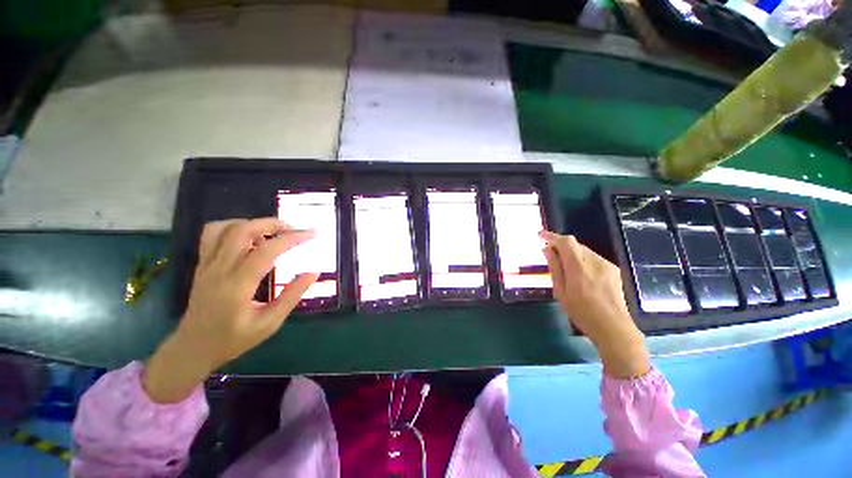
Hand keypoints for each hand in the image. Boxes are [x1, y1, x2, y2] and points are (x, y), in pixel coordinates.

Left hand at [144, 218, 317, 402]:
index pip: (266, 251)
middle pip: (242, 230)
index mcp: (237, 286)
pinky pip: (213, 234)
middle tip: (294, 229)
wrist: (193, 347)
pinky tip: (249, 237)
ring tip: (273, 232)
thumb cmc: (234, 339)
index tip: (312, 234)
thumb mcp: (269, 323)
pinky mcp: (202, 264)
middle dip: (273, 223)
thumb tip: (313, 273)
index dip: (291, 238)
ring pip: (225, 228)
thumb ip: (292, 296)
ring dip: (253, 223)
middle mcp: (219, 269)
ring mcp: (207, 264)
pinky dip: (234, 227)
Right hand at [540, 231, 649, 378]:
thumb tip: (547, 249)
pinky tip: (580, 274)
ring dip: (571, 254)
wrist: (614, 328)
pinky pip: (592, 258)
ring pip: (584, 251)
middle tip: (550, 255)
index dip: (552, 236)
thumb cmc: (581, 312)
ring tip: (564, 268)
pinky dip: (582, 260)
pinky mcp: (613, 269)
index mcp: (579, 269)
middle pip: (575, 245)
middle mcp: (595, 262)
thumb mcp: (561, 291)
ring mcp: (607, 265)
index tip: (540, 235)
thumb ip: (554, 267)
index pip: (566, 242)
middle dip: (560, 246)